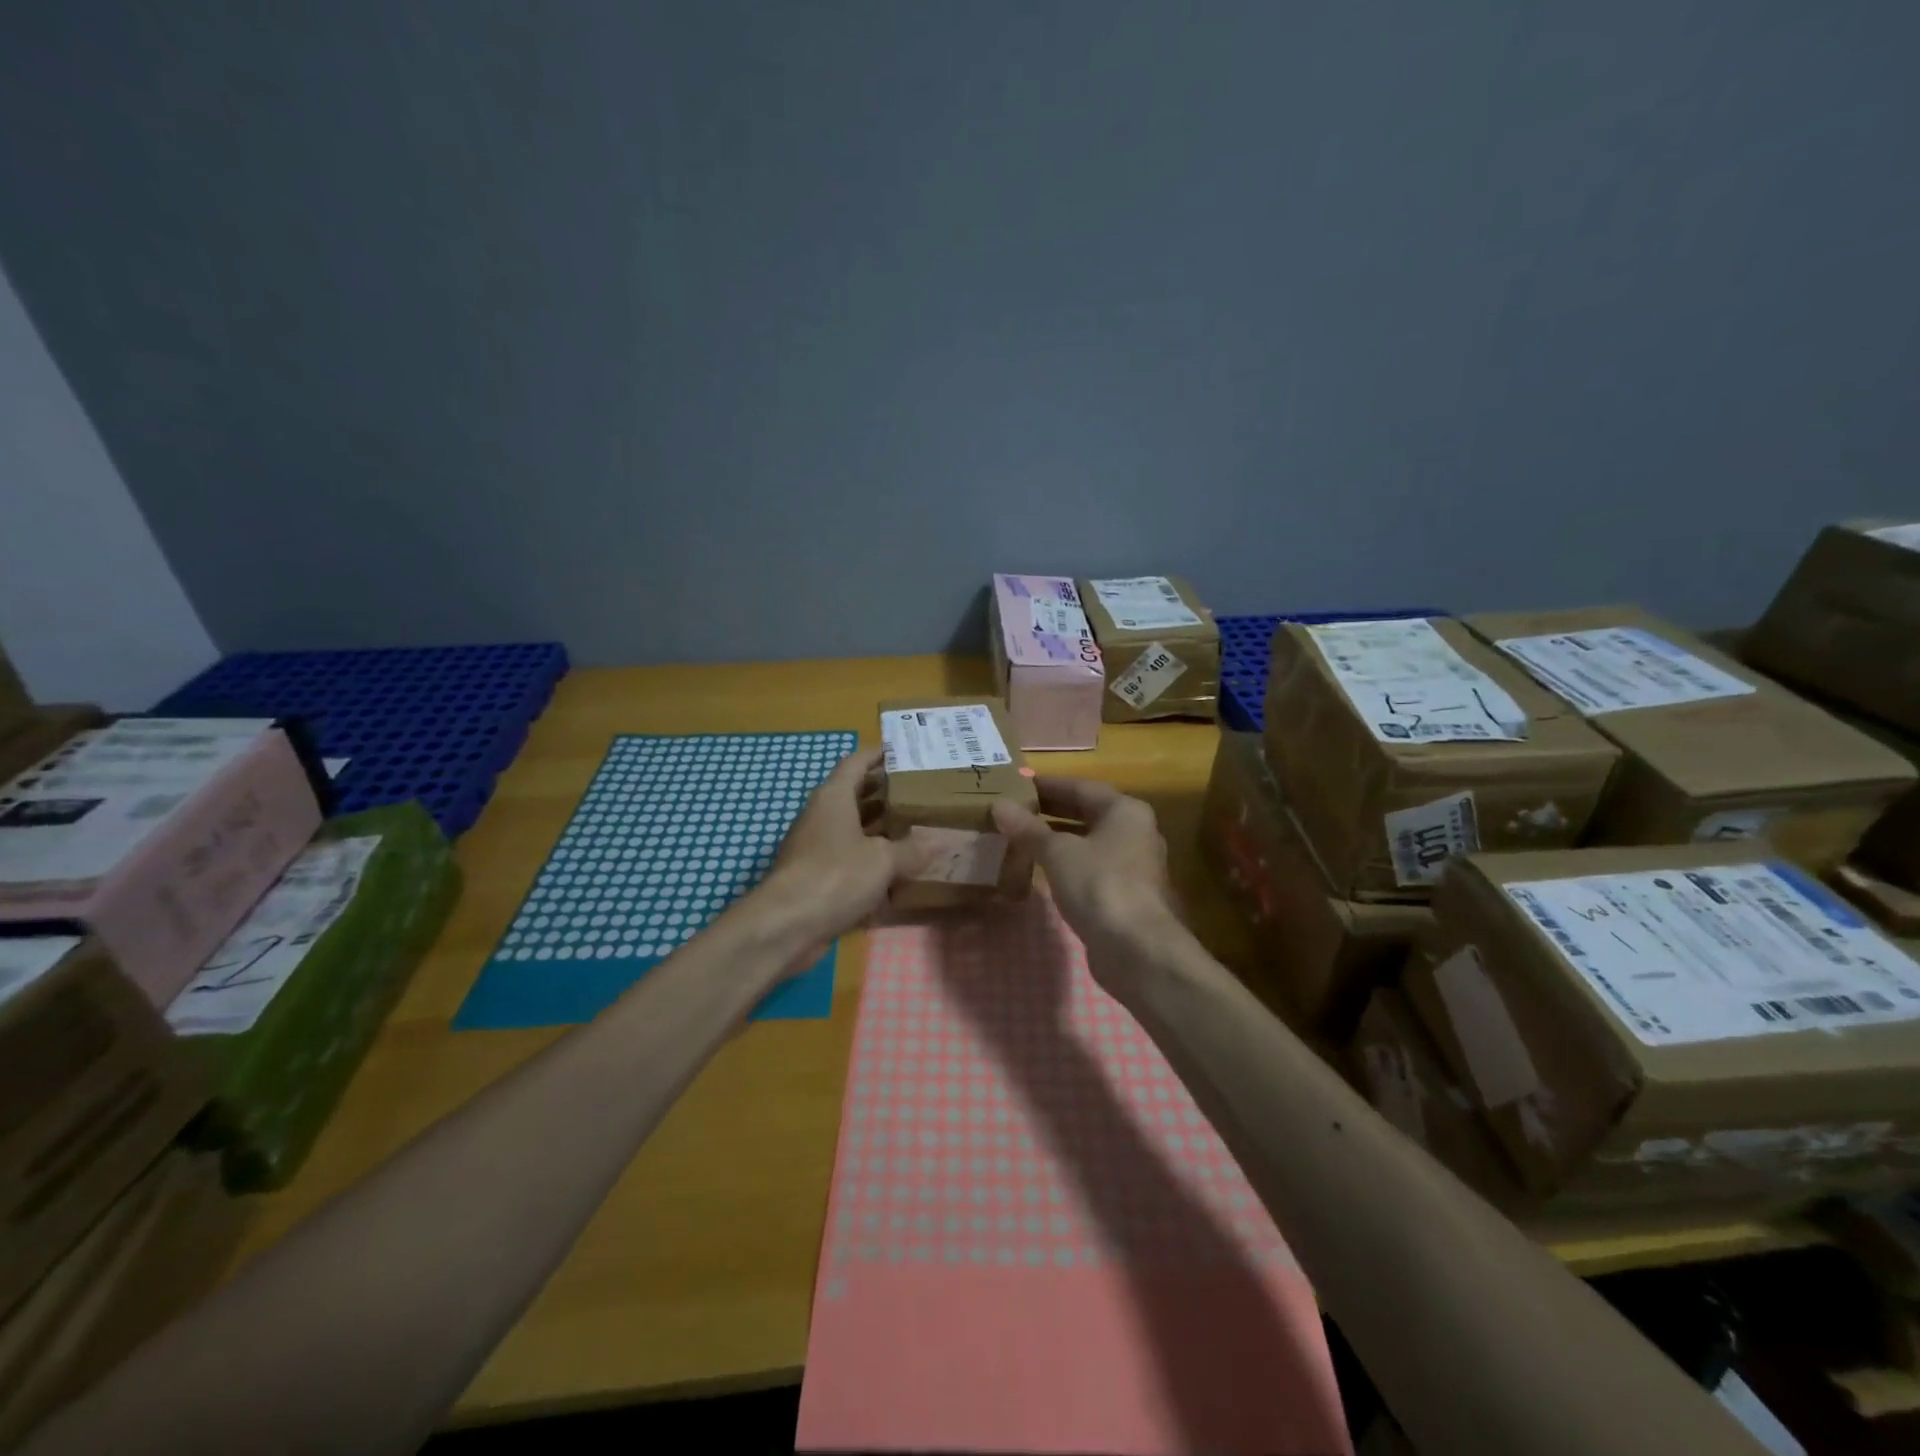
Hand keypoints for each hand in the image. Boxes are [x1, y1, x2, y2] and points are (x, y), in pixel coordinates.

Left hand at [757, 747, 932, 946]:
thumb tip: (939, 842)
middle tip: (920, 792)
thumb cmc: (835, 876)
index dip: (879, 754)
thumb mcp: (883, 860)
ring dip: (879, 828)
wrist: (786, 925)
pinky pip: (848, 858)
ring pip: (852, 828)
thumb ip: (912, 849)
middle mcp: (822, 815)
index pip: (856, 762)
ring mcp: (816, 846)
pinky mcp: (815, 875)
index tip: (905, 751)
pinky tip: (896, 870)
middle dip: (885, 792)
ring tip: (915, 827)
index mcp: (834, 797)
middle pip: (855, 794)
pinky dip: (870, 859)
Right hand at [991, 776, 1184, 983]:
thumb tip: (999, 805)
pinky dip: (1067, 863)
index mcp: (1125, 810)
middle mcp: (1135, 831)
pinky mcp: (1126, 893)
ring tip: (1022, 837)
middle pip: (1087, 813)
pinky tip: (1042, 870)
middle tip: (1014, 810)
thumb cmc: (1099, 885)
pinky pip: (1091, 867)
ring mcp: (1134, 864)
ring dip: (1058, 838)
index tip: (1017, 785)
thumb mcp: (1058, 852)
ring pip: (1089, 841)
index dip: (1048, 785)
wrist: (1137, 949)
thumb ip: (1028, 828)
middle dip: (1051, 811)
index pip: (1081, 787)